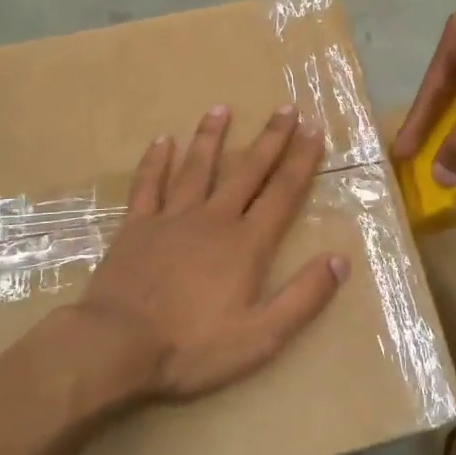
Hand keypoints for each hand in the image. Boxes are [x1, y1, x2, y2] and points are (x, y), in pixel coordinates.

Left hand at [80, 106, 347, 401]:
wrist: (115, 346)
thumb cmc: (192, 347)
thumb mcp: (261, 336)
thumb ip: (303, 297)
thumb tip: (340, 260)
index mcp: (246, 243)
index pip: (282, 193)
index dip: (301, 160)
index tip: (314, 128)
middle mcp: (213, 219)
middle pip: (247, 171)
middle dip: (270, 139)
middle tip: (286, 107)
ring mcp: (171, 218)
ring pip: (197, 168)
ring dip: (211, 137)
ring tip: (222, 108)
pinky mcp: (136, 227)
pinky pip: (148, 185)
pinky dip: (156, 161)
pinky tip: (162, 140)